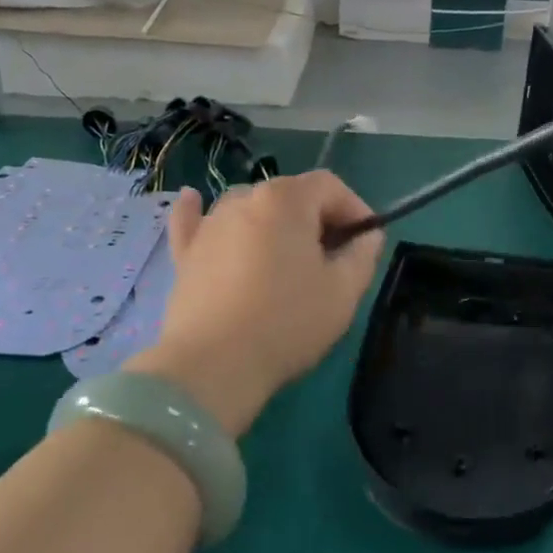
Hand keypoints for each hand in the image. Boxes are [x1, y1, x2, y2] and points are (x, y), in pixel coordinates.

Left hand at [127, 172, 382, 434]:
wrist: (212, 367)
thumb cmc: (287, 322)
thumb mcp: (343, 291)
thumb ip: (363, 254)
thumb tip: (367, 236)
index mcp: (287, 199)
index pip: (330, 186)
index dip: (355, 208)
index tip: (366, 242)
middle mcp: (245, 198)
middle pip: (292, 195)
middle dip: (318, 218)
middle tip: (333, 258)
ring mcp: (210, 224)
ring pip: (251, 208)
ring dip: (274, 221)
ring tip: (286, 255)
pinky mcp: (185, 253)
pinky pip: (194, 221)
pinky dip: (198, 211)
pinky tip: (192, 199)